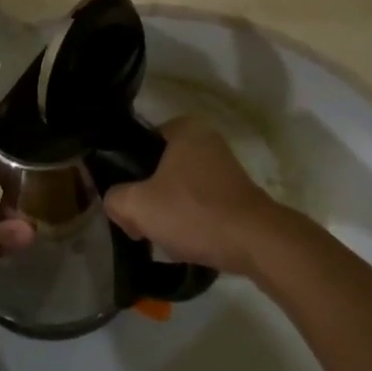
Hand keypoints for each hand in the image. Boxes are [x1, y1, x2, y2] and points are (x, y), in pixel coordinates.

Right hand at [102, 116, 289, 275]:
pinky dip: (192, 220)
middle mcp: (207, 139)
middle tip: (140, 222)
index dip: (127, 173)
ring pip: (180, 187)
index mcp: (184, 127)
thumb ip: (115, 199)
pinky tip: (187, 242)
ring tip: (163, 236)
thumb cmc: (194, 211)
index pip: (141, 144)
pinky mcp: (238, 193)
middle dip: (148, 196)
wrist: (256, 242)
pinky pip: (202, 202)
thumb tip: (116, 203)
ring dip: (169, 210)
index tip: (125, 200)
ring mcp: (226, 166)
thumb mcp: (139, 205)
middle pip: (160, 168)